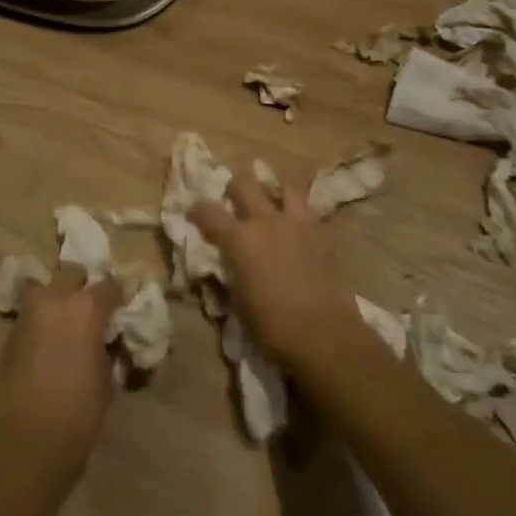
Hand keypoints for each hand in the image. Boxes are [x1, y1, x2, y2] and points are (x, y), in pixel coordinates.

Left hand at [0, 264, 123, 479]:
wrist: (23, 443)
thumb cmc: (77, 414)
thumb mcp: (107, 380)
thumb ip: (108, 350)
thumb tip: (107, 342)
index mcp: (86, 307)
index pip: (111, 285)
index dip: (120, 296)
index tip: (124, 309)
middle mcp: (55, 299)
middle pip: (72, 273)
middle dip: (84, 286)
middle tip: (93, 310)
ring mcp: (28, 313)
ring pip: (47, 289)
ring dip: (59, 300)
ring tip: (68, 325)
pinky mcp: (10, 333)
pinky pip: (32, 314)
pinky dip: (43, 320)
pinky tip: (50, 342)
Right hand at [191, 167, 344, 368]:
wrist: (321, 331)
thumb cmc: (271, 324)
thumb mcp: (237, 300)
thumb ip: (230, 273)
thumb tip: (227, 264)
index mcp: (240, 238)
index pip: (209, 212)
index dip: (197, 210)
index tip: (193, 213)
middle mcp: (266, 221)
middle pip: (245, 184)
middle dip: (234, 187)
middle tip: (233, 198)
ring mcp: (296, 223)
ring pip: (285, 186)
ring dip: (274, 191)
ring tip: (272, 202)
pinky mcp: (321, 233)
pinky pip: (308, 209)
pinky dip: (299, 212)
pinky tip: (297, 225)